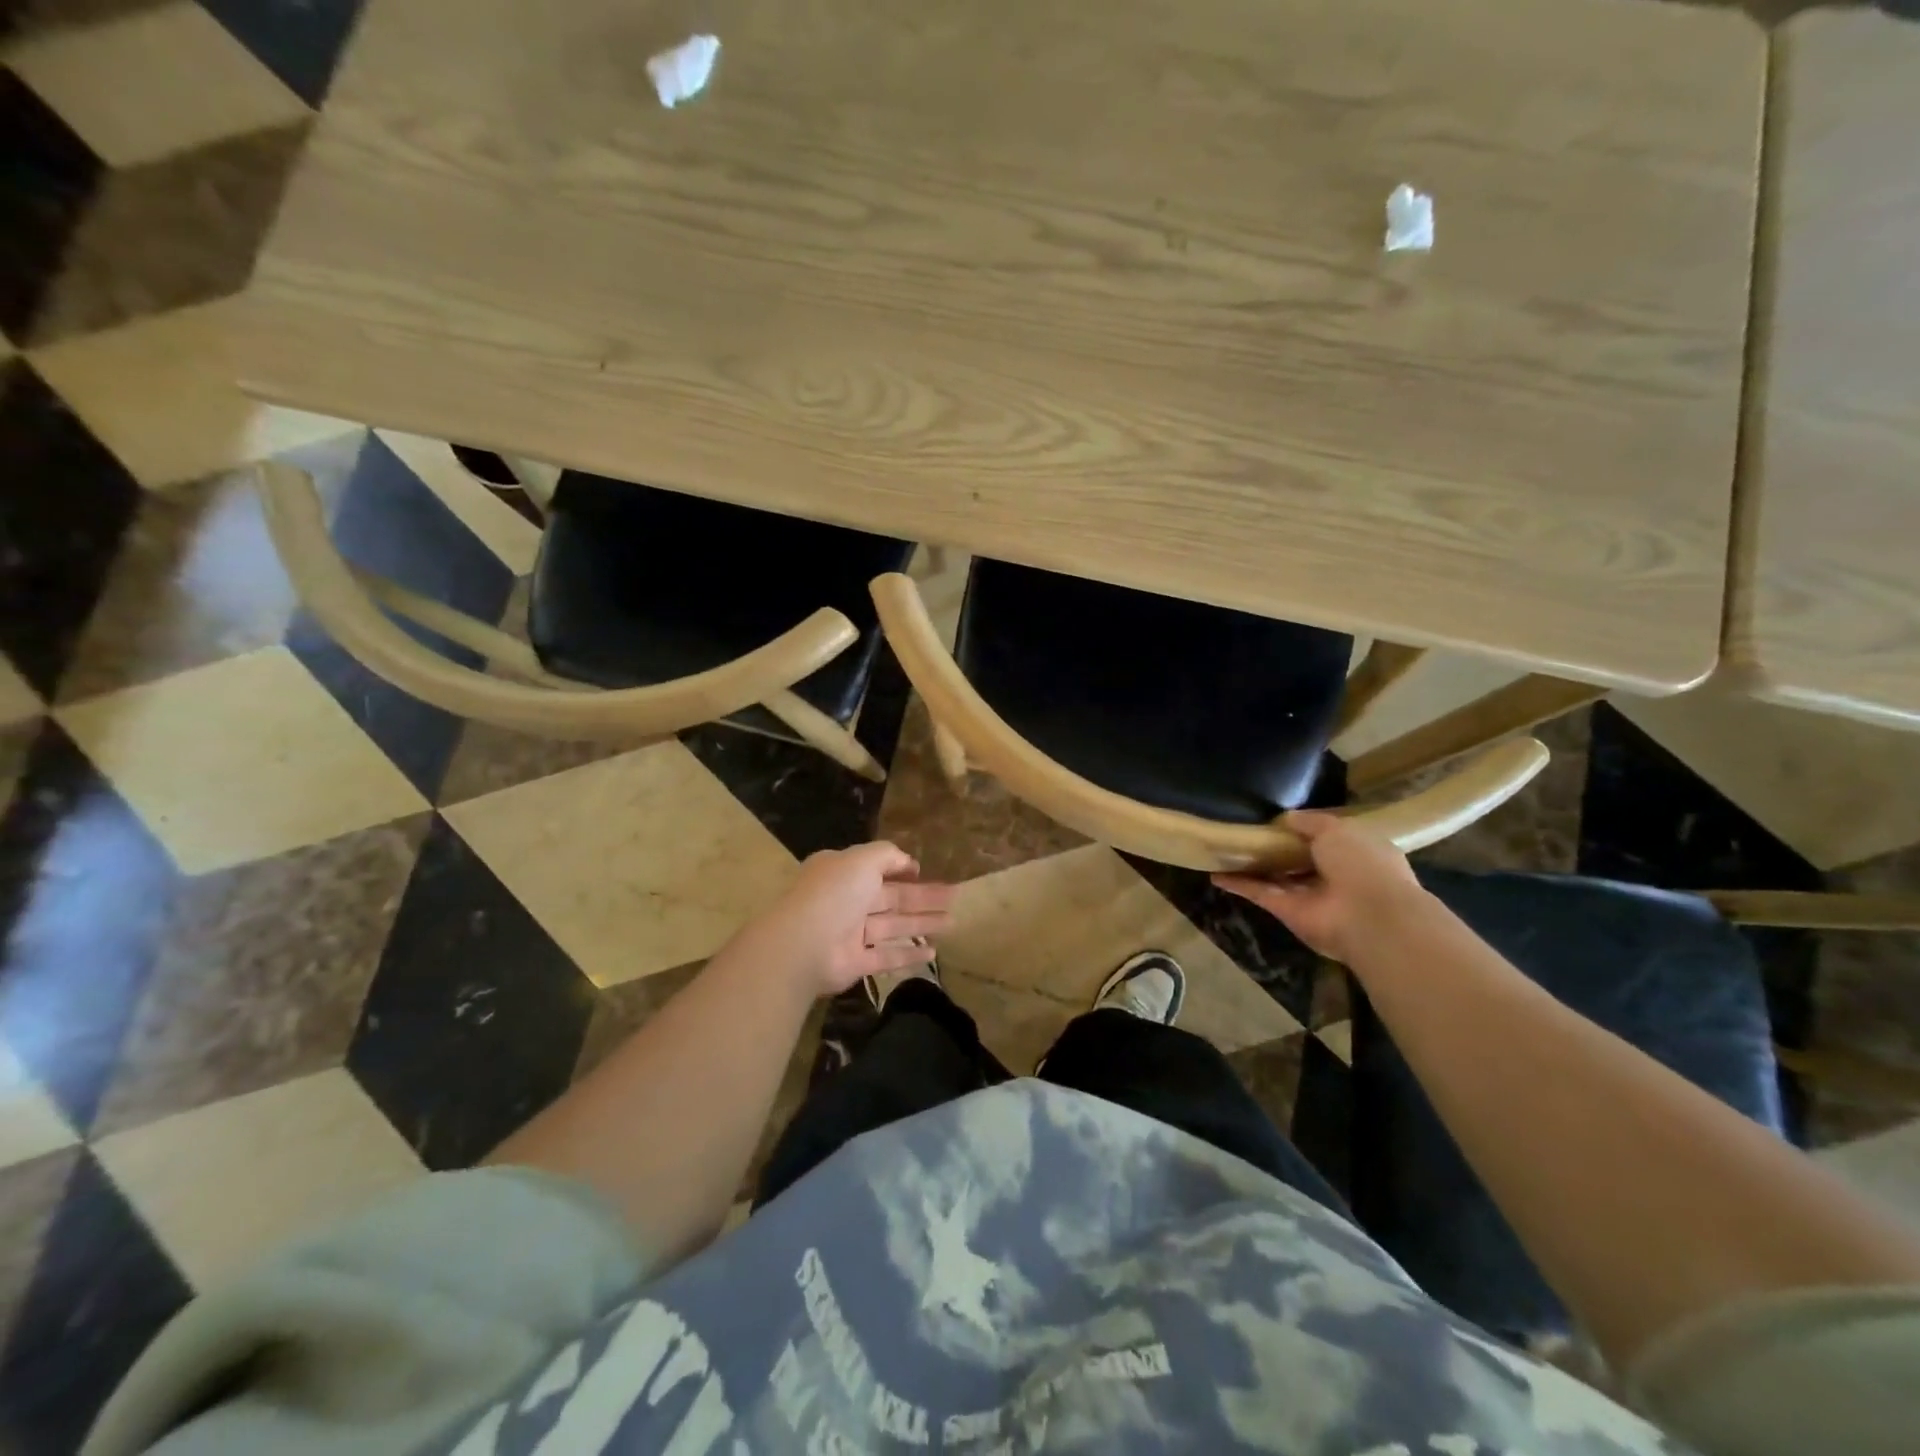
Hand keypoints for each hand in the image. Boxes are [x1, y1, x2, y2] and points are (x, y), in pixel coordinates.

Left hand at [755, 842, 957, 996]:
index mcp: (843, 872)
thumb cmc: (834, 893)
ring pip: (893, 926)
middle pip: (892, 898)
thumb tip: (909, 862)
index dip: (902, 869)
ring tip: (953, 923)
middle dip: (923, 898)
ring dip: (922, 924)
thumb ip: (887, 855)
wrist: (803, 944)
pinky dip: (908, 955)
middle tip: (955, 897)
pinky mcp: (855, 963)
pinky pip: (886, 956)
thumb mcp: (862, 859)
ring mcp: (850, 934)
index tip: (925, 872)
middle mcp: (847, 901)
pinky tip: (933, 953)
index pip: (876, 868)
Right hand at [1213, 811, 1422, 963]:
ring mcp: (1311, 897)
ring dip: (1254, 867)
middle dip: (1278, 849)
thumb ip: (1310, 822)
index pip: (1330, 839)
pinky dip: (1240, 885)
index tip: (1280, 819)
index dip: (1307, 830)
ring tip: (1226, 850)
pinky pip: (1261, 894)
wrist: (1370, 918)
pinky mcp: (1289, 913)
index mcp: (1357, 853)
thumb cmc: (1362, 864)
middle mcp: (1335, 876)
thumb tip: (1286, 818)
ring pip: (1278, 878)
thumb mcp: (1337, 829)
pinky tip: (1215, 874)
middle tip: (1248, 832)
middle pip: (1300, 860)